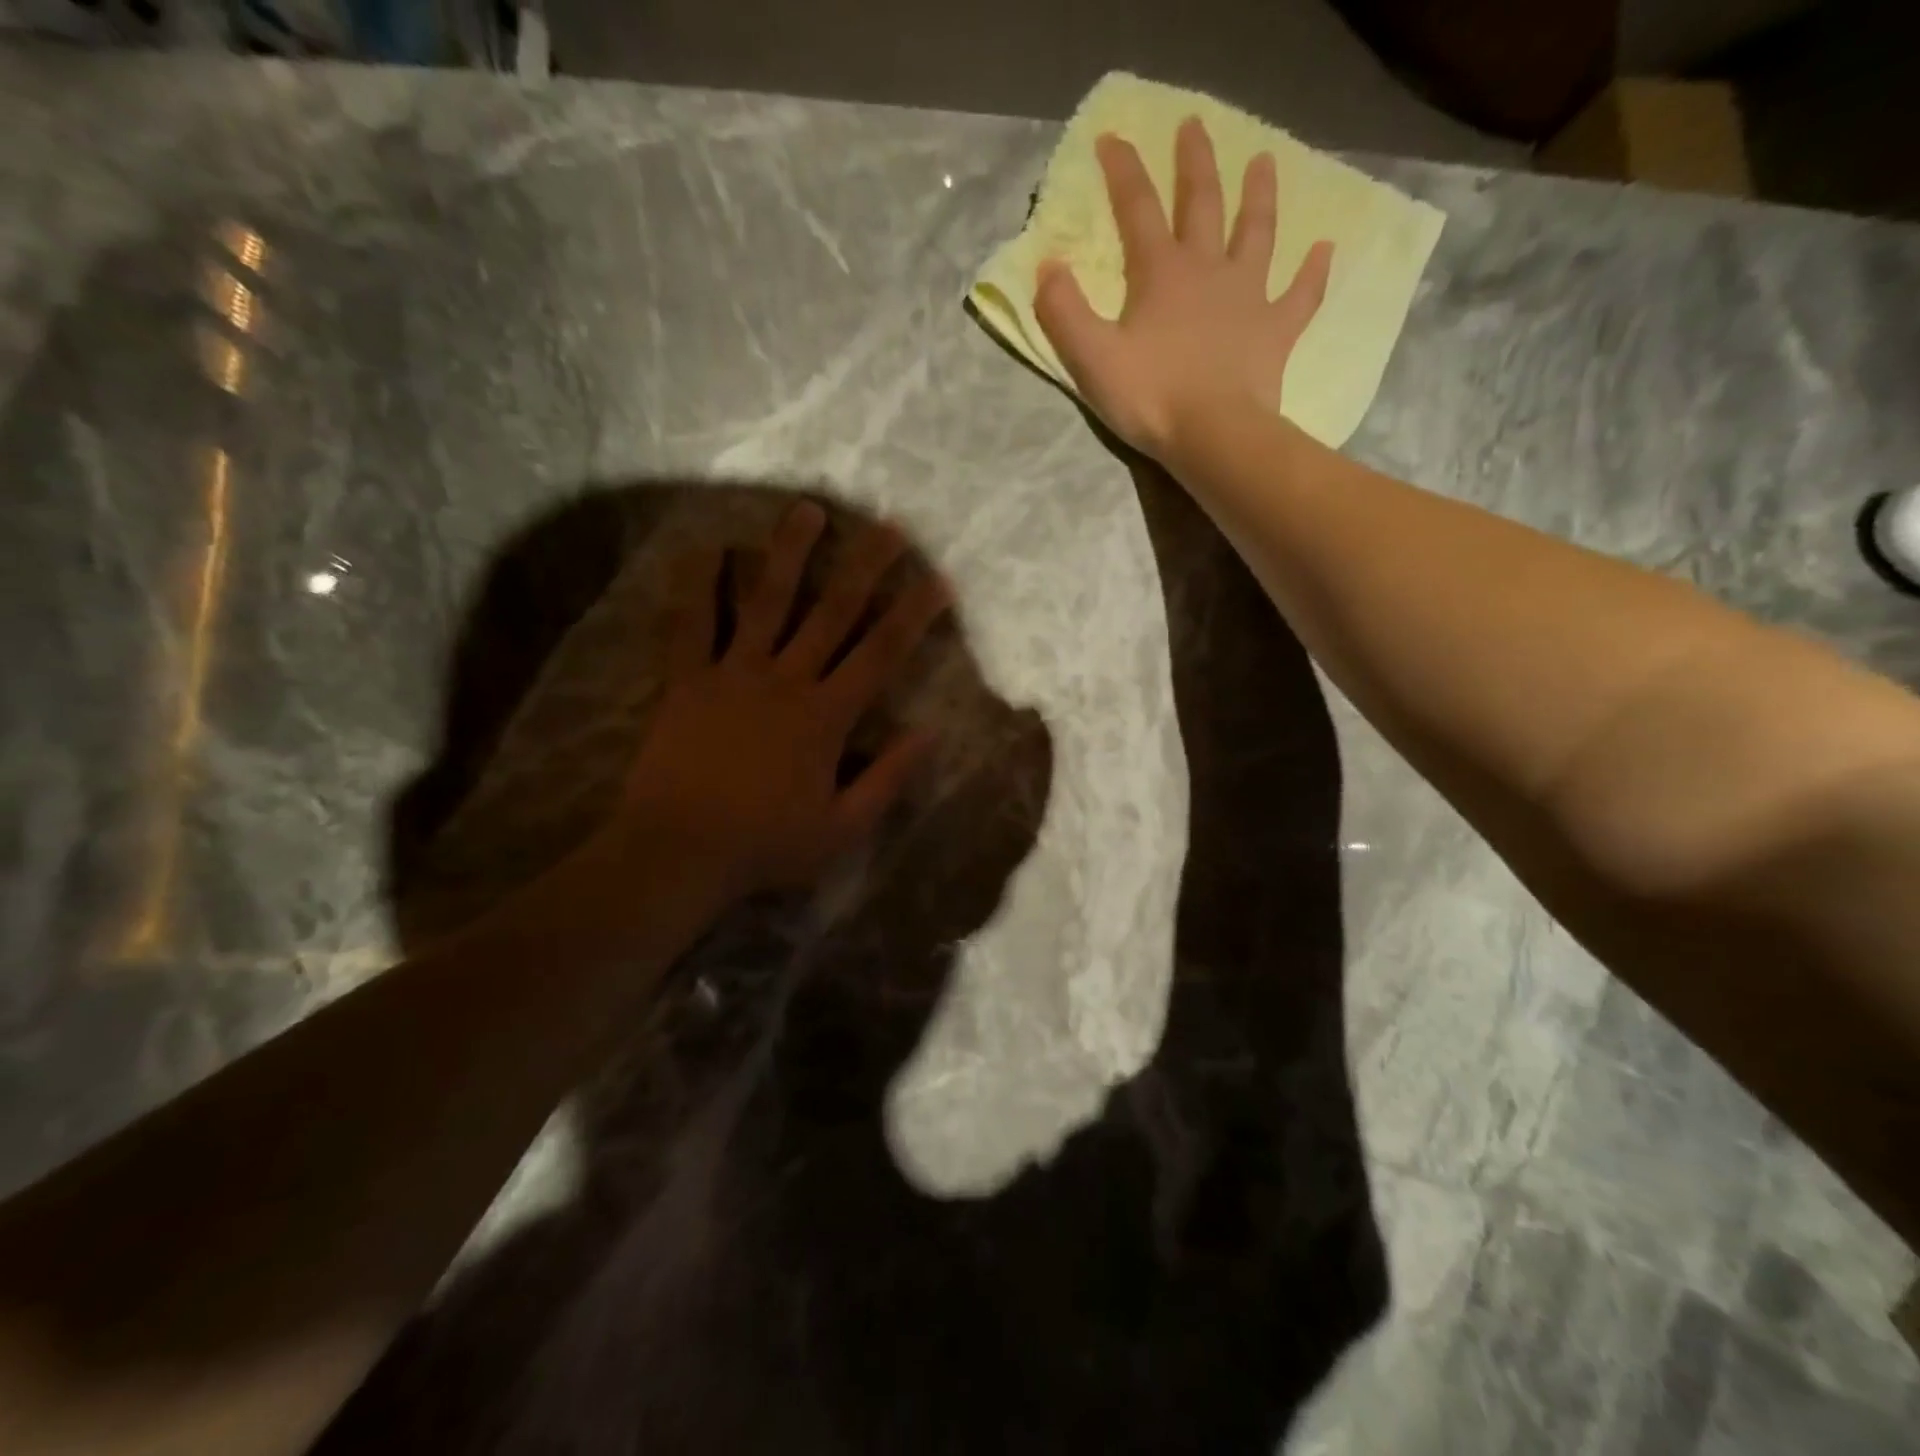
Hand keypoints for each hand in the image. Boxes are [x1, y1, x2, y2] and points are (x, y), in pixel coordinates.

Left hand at [616, 502, 949, 901]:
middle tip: (888, 525)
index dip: (913, 614)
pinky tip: (708, 547)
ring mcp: (732, 674)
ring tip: (808, 510)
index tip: (937, 580)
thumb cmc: (765, 846)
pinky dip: (698, 585)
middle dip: (866, 567)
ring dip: (789, 554)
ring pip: (766, 602)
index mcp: (826, 716)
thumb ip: (889, 778)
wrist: (678, 853)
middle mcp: (785, 680)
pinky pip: (691, 624)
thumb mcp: (842, 828)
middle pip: (832, 613)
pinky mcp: (686, 680)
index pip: (881, 654)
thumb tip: (931, 733)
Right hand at [1033, 117, 1333, 462]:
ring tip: (1265, 161)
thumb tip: (1047, 266)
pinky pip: (1301, 295)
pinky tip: (1325, 249)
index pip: (1137, 209)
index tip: (1113, 138)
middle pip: (1203, 204)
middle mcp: (1209, 270)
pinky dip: (1314, 272)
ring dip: (1259, 197)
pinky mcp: (1276, 331)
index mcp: (1161, 274)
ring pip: (1257, 234)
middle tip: (1195, 126)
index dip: (1123, 172)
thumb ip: (1064, 312)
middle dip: (1195, 164)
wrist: (1213, 435)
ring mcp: (1249, 297)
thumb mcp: (1091, 358)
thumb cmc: (1150, 397)